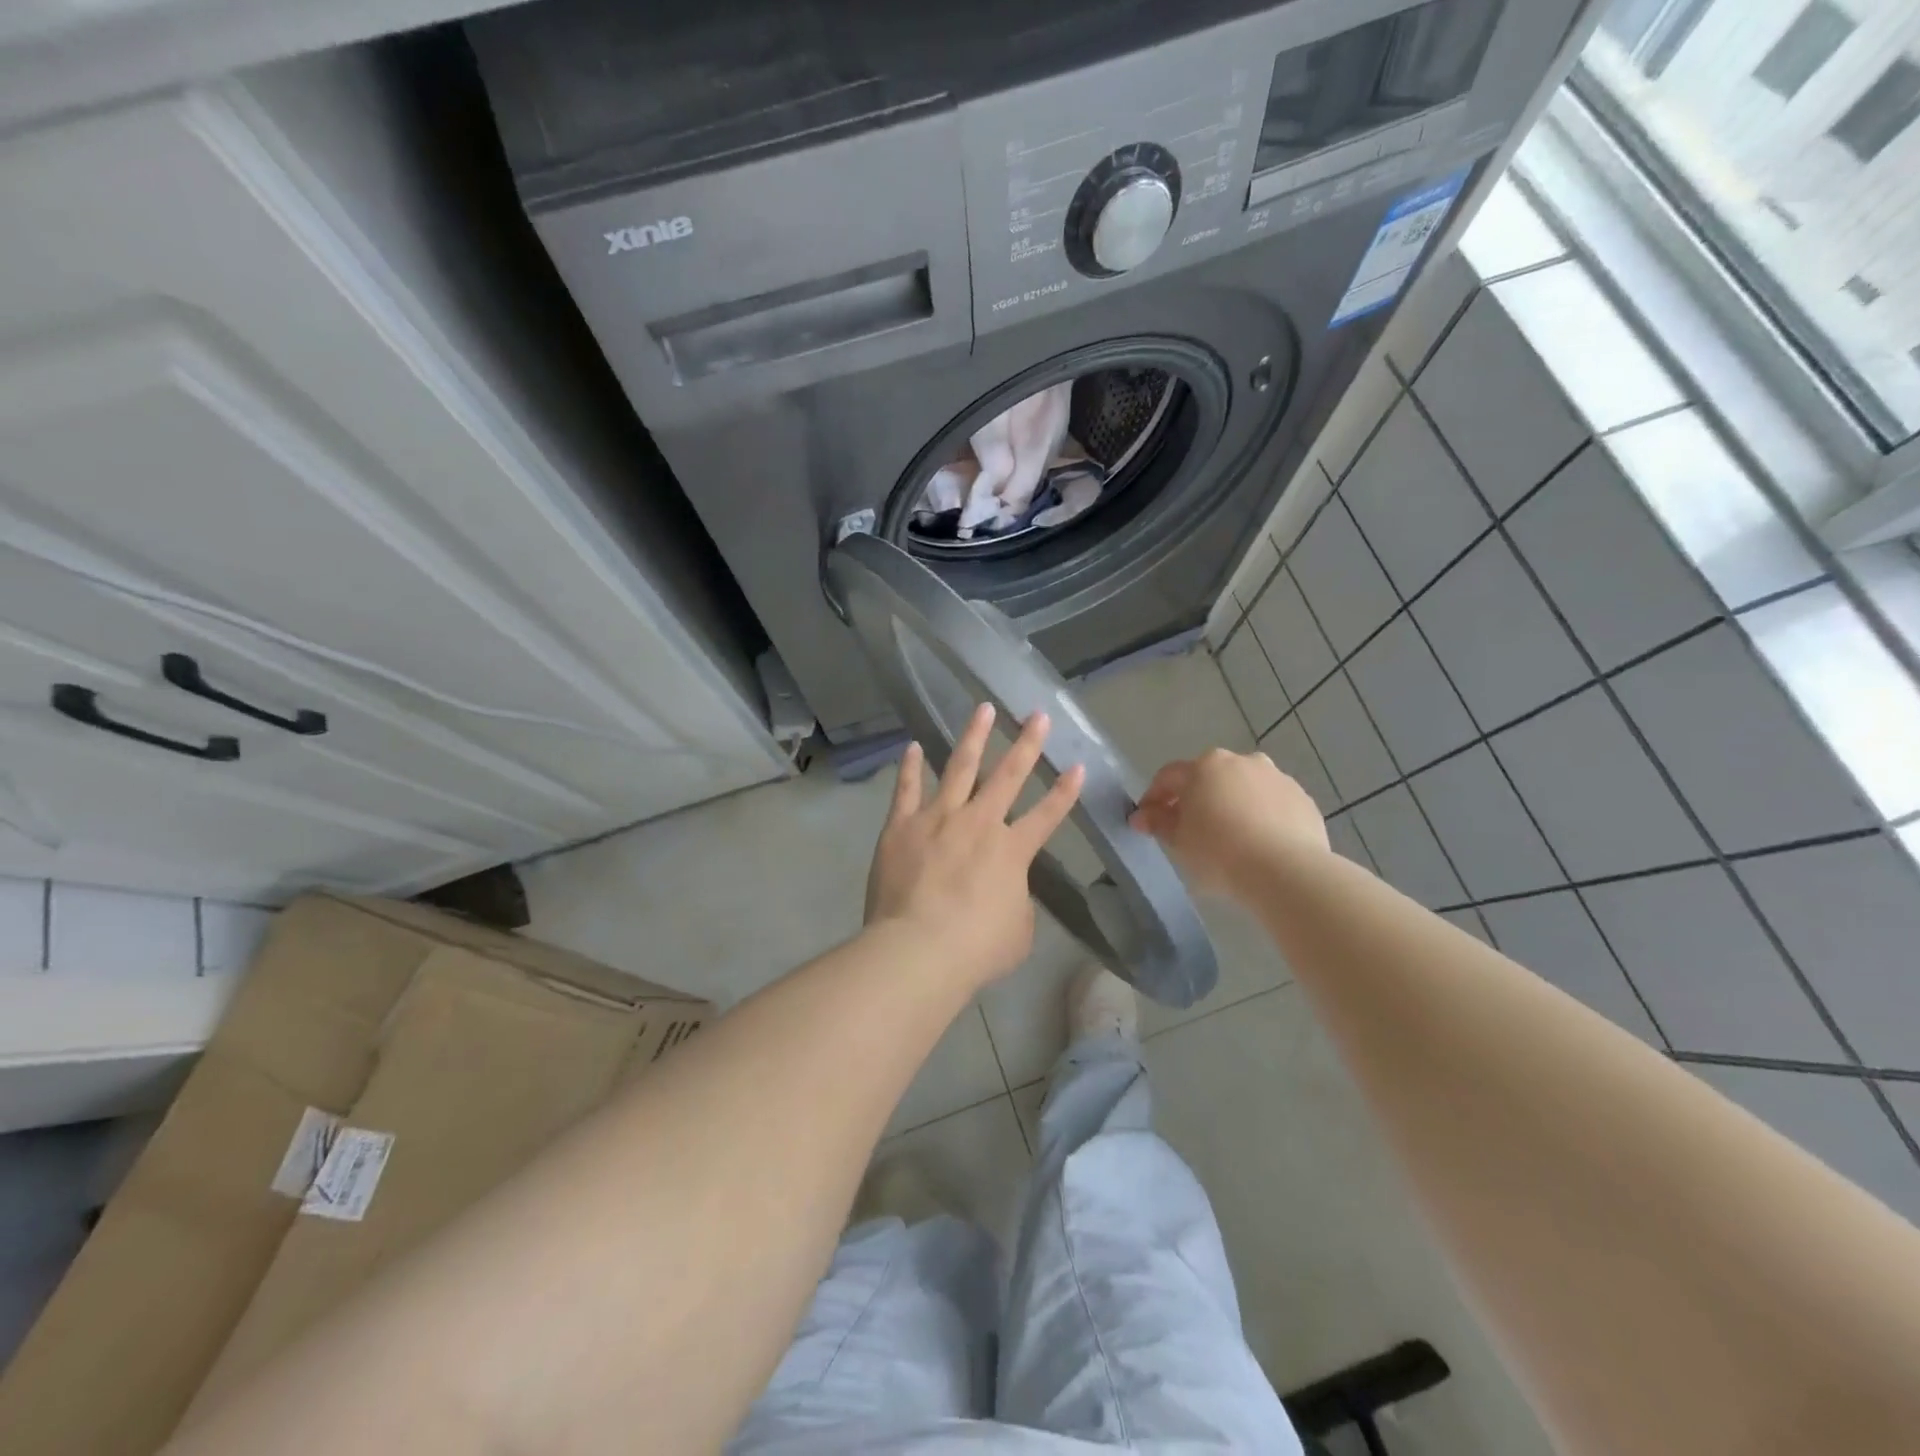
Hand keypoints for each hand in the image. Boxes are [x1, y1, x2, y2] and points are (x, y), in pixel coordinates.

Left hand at [865, 704, 1084, 988]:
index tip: (1078, 766)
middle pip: (1008, 775)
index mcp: (1012, 850)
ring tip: (983, 709)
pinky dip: (910, 768)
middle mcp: (979, 823)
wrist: (919, 949)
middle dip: (1027, 744)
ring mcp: (938, 818)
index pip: (1047, 815)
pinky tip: (911, 746)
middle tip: (1037, 715)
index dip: (1065, 791)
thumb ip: (1017, 901)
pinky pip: (907, 789)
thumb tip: (1007, 889)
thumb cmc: (976, 949)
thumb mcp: (1017, 932)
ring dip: (974, 737)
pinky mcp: (902, 826)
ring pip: (959, 767)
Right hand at [1128, 748, 1327, 896]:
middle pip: (1210, 778)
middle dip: (1196, 799)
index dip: (1154, 798)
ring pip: (1244, 789)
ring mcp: (1277, 778)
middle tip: (1189, 830)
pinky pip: (1273, 806)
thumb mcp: (1178, 841)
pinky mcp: (1304, 800)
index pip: (1169, 777)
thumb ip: (1158, 822)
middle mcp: (1242, 762)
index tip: (1147, 821)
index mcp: (1205, 766)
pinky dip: (1262, 819)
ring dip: (1232, 806)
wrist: (1286, 871)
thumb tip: (1143, 815)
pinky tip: (1259, 845)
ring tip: (1229, 839)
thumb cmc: (1219, 852)